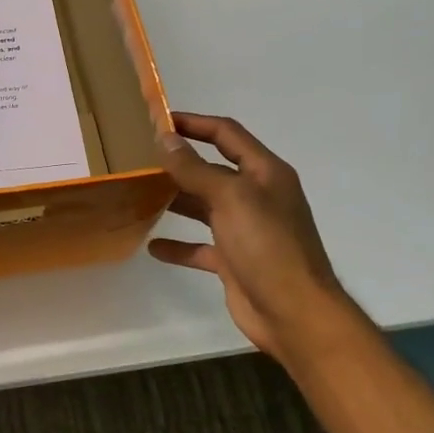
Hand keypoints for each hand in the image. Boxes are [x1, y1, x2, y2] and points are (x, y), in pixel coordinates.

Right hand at [149, 112, 354, 362]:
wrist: (294, 313)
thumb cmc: (267, 246)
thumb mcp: (230, 198)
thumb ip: (195, 169)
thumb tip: (165, 138)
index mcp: (265, 173)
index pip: (227, 134)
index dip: (195, 123)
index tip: (159, 120)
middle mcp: (257, 197)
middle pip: (213, 170)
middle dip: (180, 163)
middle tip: (140, 159)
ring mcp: (246, 230)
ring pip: (204, 207)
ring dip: (176, 201)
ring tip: (139, 195)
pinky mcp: (234, 261)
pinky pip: (200, 246)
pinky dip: (178, 245)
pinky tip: (152, 245)